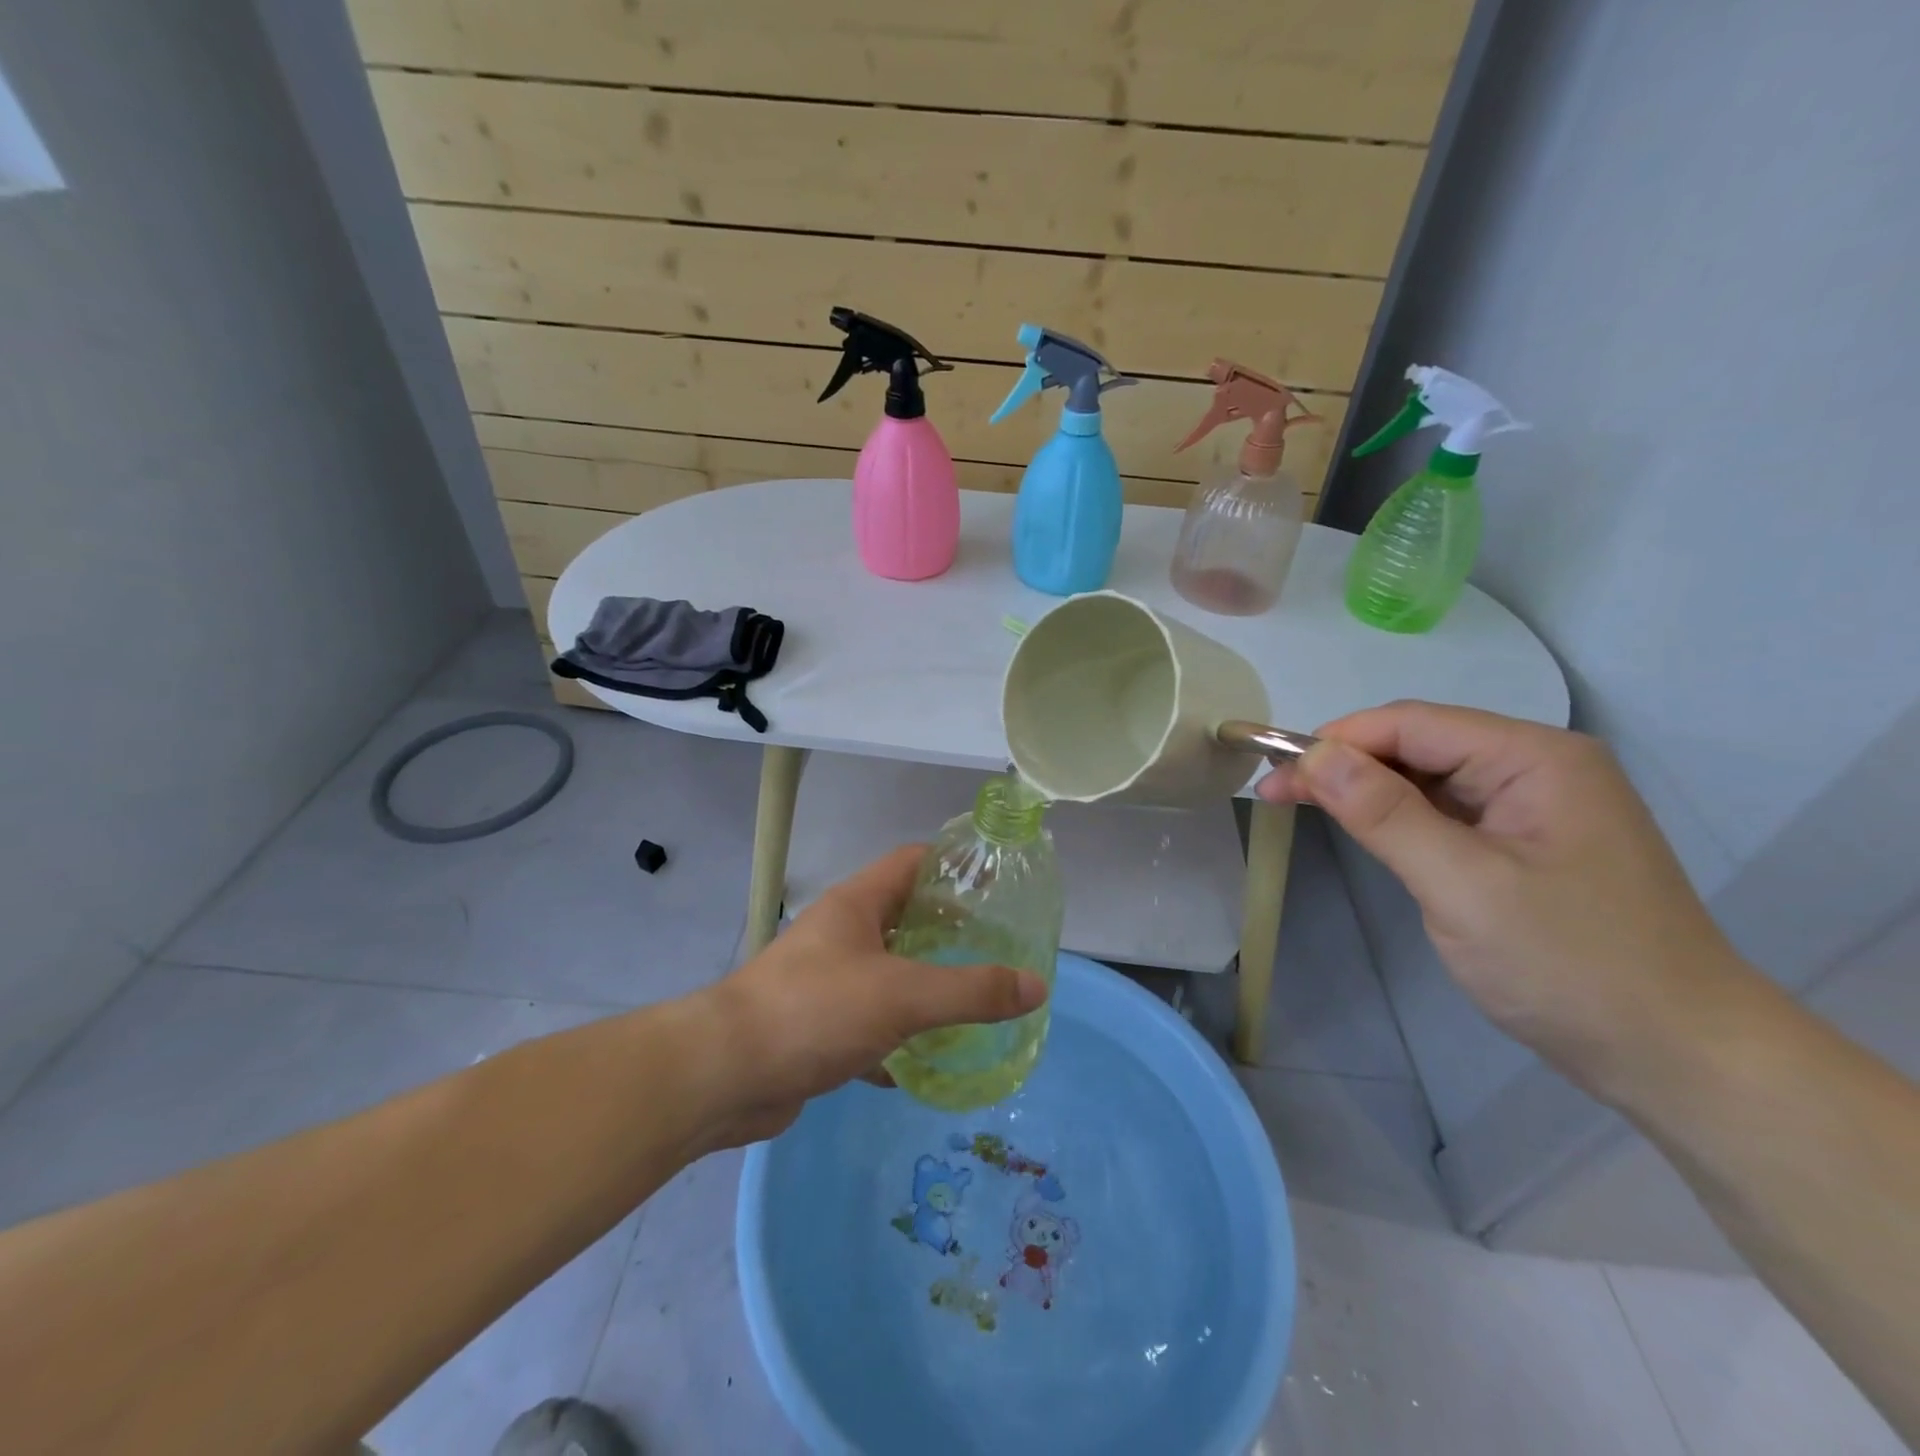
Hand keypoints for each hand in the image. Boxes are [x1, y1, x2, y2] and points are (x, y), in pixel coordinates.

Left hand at [690, 846, 1047, 1146]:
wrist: (725, 1075)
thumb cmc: (815, 1011)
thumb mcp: (903, 996)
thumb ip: (972, 991)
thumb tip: (1037, 985)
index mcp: (857, 905)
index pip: (912, 862)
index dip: (954, 865)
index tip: (999, 884)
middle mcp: (841, 934)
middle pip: (905, 917)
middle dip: (950, 931)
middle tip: (1000, 949)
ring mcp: (827, 981)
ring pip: (889, 972)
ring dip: (927, 985)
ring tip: (976, 1000)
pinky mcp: (818, 1026)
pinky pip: (871, 1021)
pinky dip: (900, 1035)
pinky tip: (929, 1058)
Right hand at [1259, 701, 1749, 1101]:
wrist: (1679, 1059)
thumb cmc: (1572, 966)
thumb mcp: (1464, 886)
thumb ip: (1386, 814)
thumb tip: (1315, 755)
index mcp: (1535, 759)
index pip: (1413, 724)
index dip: (1337, 741)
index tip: (1274, 772)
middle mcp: (1536, 768)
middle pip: (1417, 744)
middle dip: (1343, 764)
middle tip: (1274, 793)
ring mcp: (1532, 807)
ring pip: (1425, 778)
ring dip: (1362, 789)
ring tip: (1300, 805)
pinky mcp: (1522, 844)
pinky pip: (1443, 812)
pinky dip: (1393, 816)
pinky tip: (1362, 828)